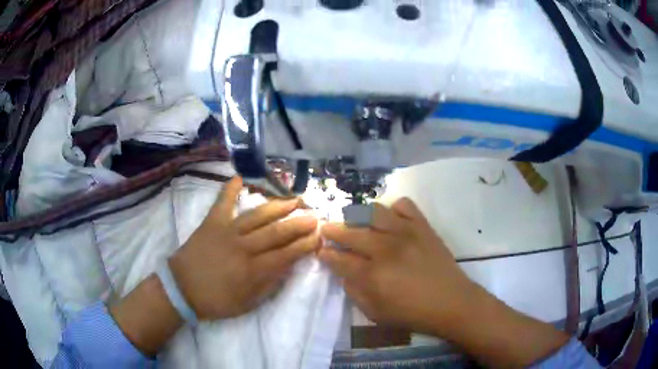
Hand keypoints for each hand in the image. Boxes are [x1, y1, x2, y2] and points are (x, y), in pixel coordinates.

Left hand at [169, 176, 319, 319]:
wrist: (181, 289)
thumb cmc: (216, 300)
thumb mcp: (247, 303)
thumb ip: (269, 285)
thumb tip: (289, 266)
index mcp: (253, 270)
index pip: (286, 254)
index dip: (305, 245)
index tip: (319, 237)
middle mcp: (243, 247)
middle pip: (276, 232)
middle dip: (299, 223)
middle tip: (314, 216)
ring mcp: (226, 231)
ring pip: (257, 215)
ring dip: (278, 206)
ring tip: (294, 199)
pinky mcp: (211, 223)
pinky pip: (222, 202)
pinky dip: (230, 189)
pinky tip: (240, 177)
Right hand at [319, 198, 569, 367]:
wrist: (452, 302)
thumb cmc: (412, 313)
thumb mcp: (375, 313)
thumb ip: (355, 291)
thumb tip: (343, 272)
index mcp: (372, 274)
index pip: (338, 258)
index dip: (325, 253)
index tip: (320, 249)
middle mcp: (385, 248)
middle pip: (350, 231)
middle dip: (333, 229)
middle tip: (327, 229)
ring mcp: (406, 233)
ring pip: (373, 212)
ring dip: (357, 214)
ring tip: (353, 220)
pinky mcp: (423, 226)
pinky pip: (404, 205)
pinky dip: (393, 208)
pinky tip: (390, 219)